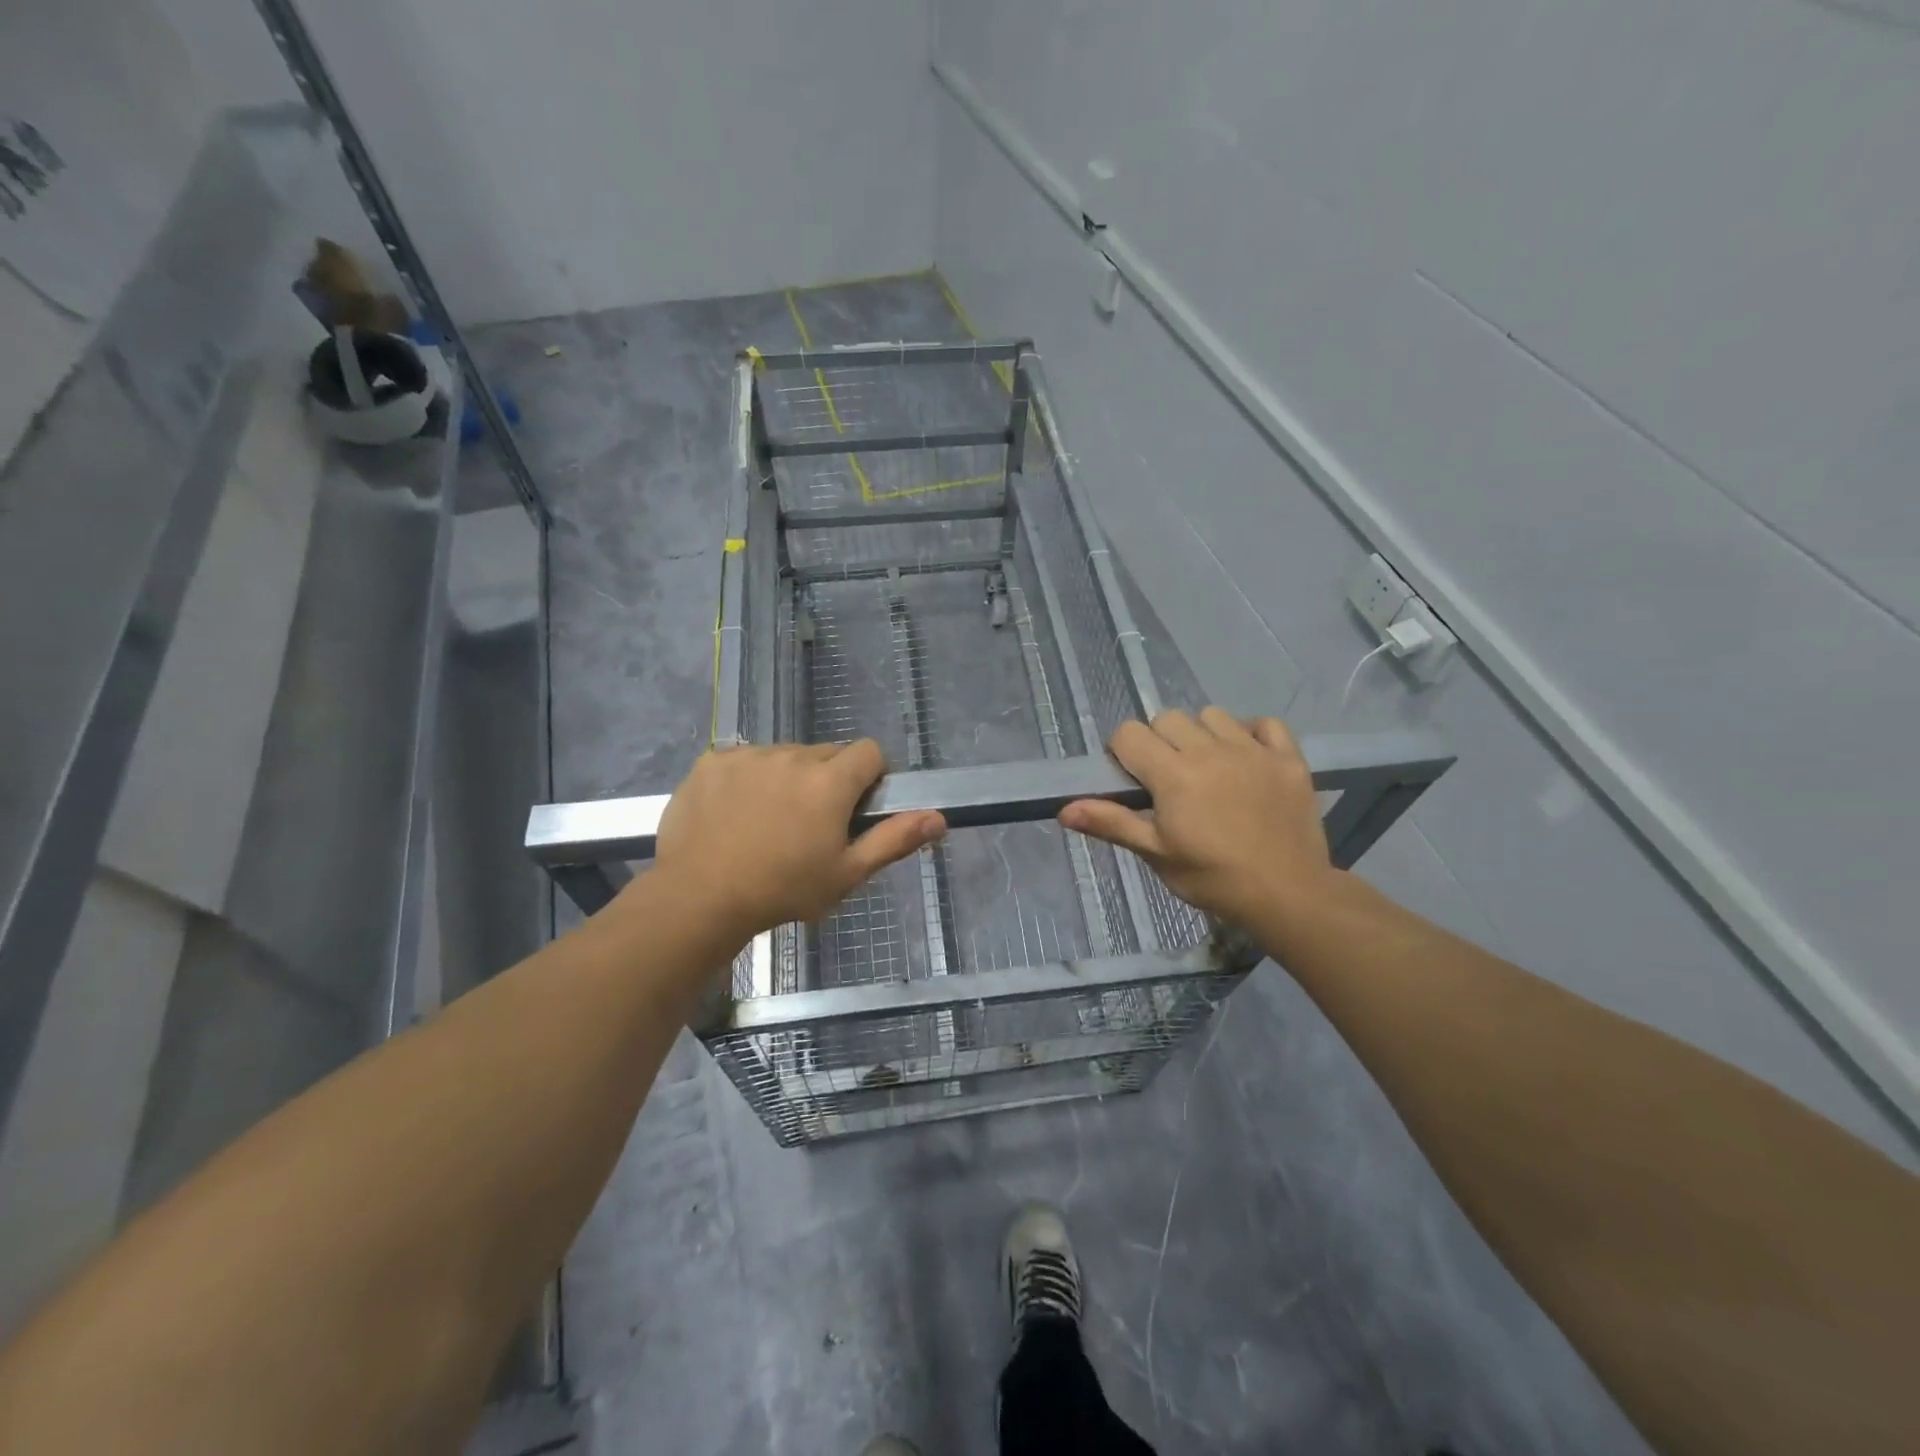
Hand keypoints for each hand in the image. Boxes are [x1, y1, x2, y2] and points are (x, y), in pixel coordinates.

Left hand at [648, 741, 944, 942]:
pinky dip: (748, 779)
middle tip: (811, 824)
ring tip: (768, 822)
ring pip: (785, 757)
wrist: (698, 897)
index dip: (870, 777)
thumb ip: (894, 839)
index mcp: (830, 781)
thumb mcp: (846, 873)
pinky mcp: (713, 760)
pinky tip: (734, 814)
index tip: (855, 809)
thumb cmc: (783, 889)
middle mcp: (793, 756)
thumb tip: (939, 818)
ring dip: (788, 778)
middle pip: (827, 754)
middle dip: (828, 780)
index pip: (869, 752)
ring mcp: (749, 755)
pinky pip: (745, 760)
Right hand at [1059, 708, 1334, 927]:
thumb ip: (1112, 823)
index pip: (1129, 733)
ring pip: (1212, 715)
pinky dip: (1252, 733)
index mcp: (1173, 774)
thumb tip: (1064, 810)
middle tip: (1168, 779)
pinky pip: (1265, 723)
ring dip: (1201, 734)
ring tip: (1208, 768)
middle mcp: (1210, 750)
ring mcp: (1253, 750)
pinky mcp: (1288, 758)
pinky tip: (1247, 758)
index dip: (1123, 753)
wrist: (1287, 895)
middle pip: (1167, 718)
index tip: (1133, 780)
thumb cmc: (1212, 878)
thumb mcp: (1156, 854)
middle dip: (1158, 742)